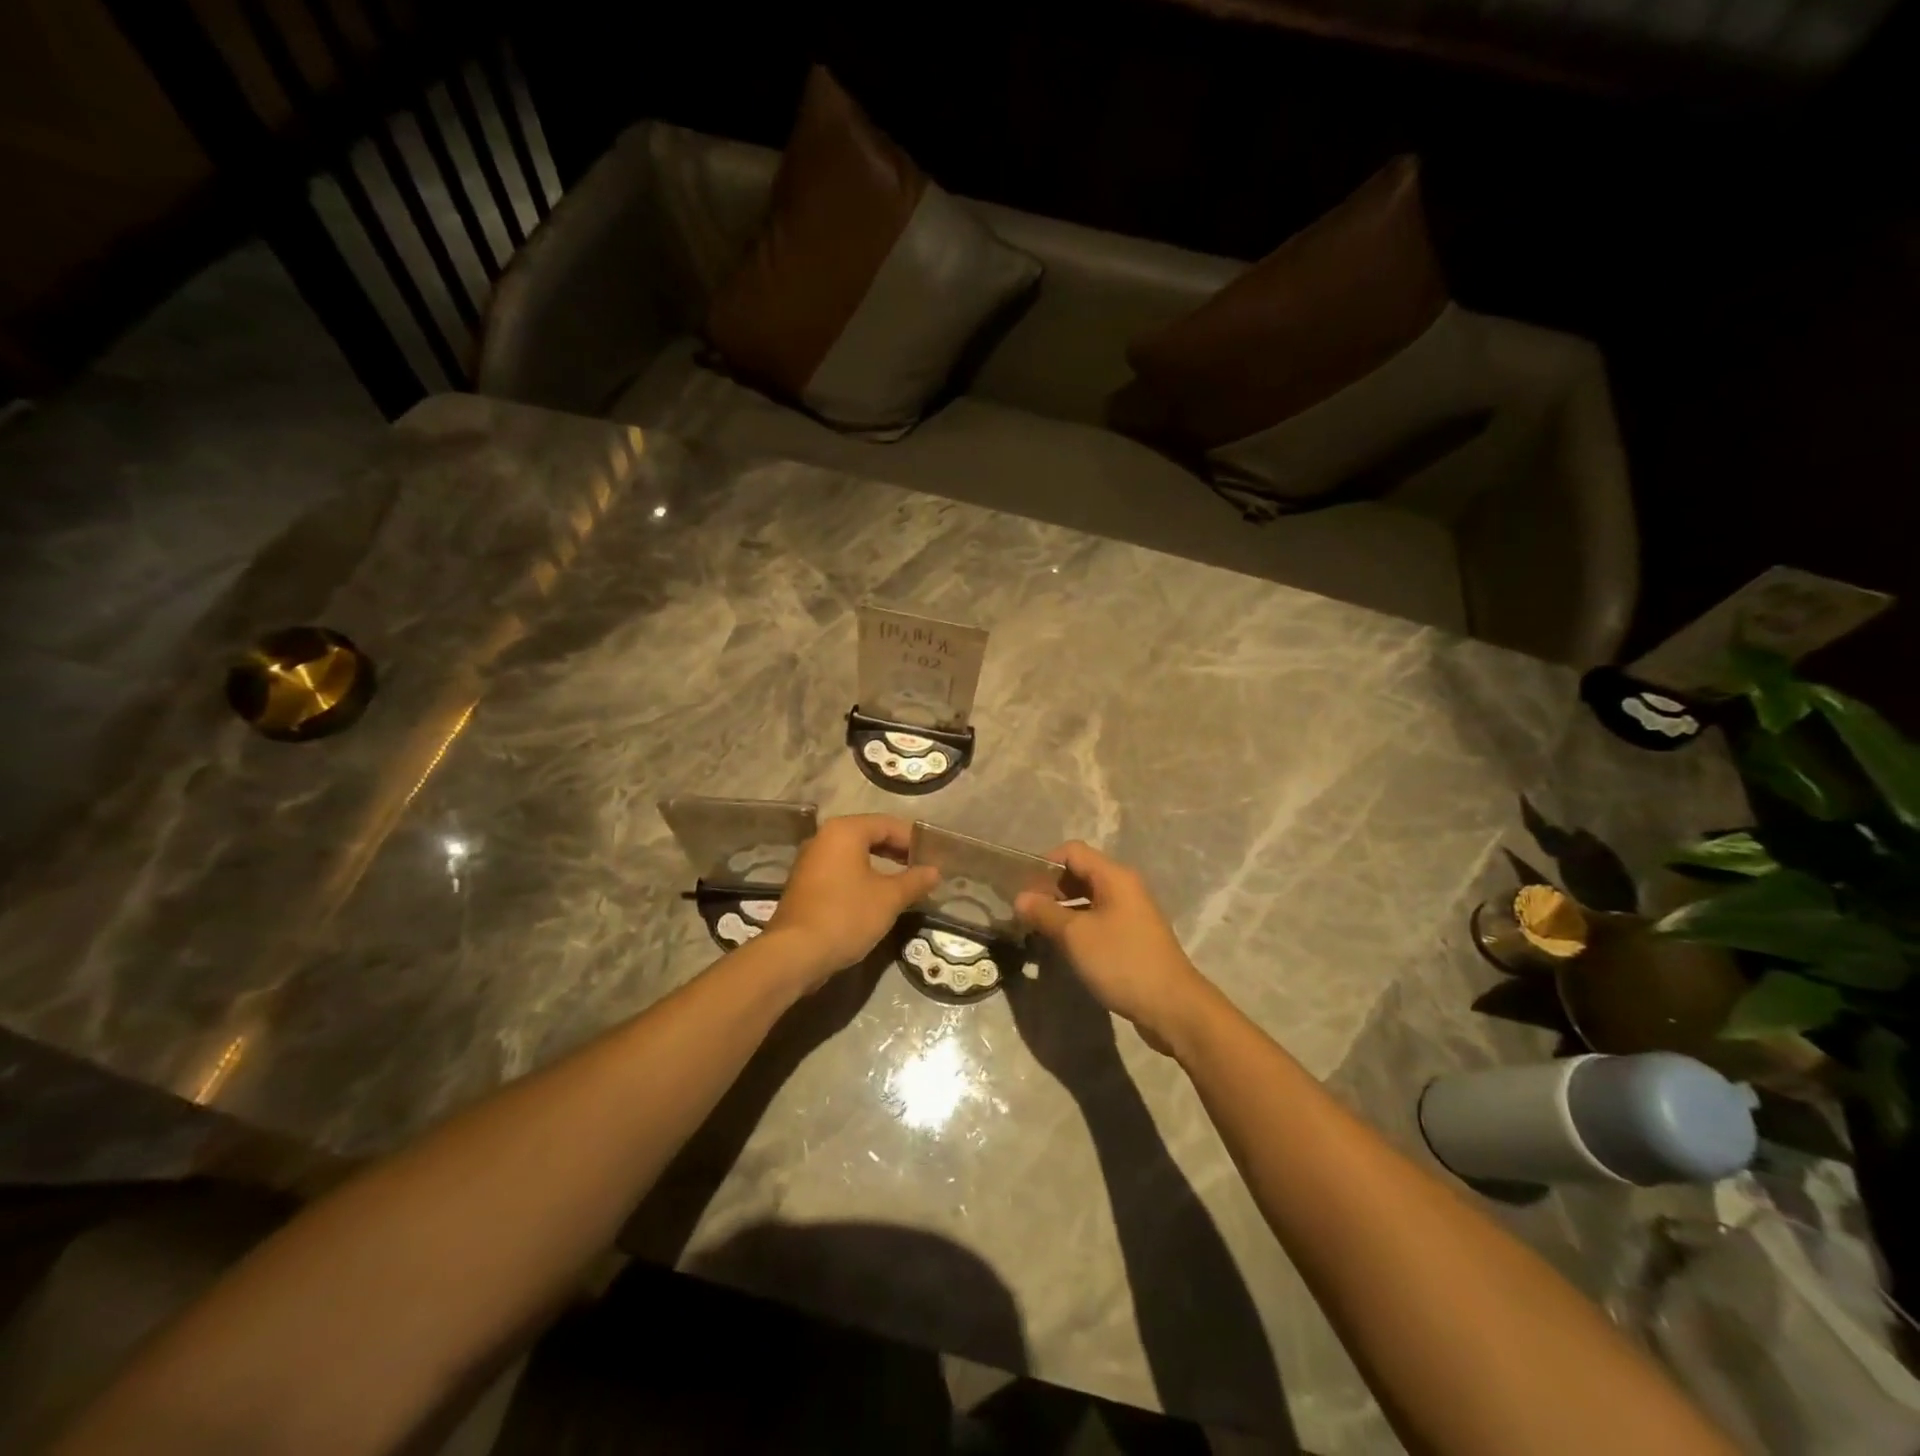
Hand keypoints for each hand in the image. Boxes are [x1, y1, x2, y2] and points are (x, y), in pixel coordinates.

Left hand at [764, 815, 937, 989]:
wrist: (795, 954)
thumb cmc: (846, 915)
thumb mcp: (889, 898)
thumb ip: (915, 881)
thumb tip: (934, 871)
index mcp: (844, 831)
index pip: (887, 824)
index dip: (912, 839)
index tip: (932, 856)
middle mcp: (823, 839)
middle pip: (868, 836)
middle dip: (897, 852)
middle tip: (921, 869)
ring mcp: (810, 862)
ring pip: (853, 855)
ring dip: (880, 867)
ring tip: (903, 884)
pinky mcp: (804, 885)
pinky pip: (840, 872)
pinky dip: (861, 878)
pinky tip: (875, 898)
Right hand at [1015, 841, 1212, 1054]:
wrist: (1173, 1006)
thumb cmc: (1122, 962)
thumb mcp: (1075, 936)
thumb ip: (1045, 913)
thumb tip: (1020, 898)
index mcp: (1114, 876)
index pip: (1072, 851)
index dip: (1044, 864)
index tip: (1021, 888)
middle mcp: (1124, 887)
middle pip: (1080, 873)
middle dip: (1050, 887)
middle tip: (1024, 911)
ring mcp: (1130, 912)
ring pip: (1088, 898)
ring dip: (1062, 908)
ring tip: (1037, 928)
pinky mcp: (1132, 936)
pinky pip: (1098, 919)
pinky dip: (1077, 925)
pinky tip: (1062, 945)